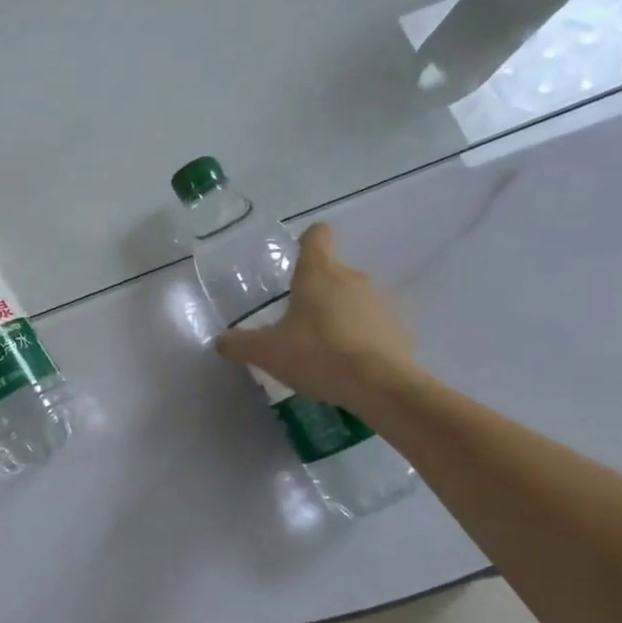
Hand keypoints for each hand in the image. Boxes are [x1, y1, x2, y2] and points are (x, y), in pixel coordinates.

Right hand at [215, 223, 419, 407]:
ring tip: (325, 348)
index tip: (297, 258)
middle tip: (297, 322)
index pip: (317, 236)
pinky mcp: (400, 329)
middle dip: (317, 291)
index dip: (307, 241)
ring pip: (355, 299)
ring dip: (340, 315)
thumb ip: (239, 344)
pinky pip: (375, 326)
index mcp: (318, 273)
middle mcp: (353, 278)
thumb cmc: (317, 354)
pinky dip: (363, 338)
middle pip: (333, 272)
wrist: (381, 386)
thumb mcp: (266, 352)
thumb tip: (221, 341)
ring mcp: (381, 302)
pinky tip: (351, 364)